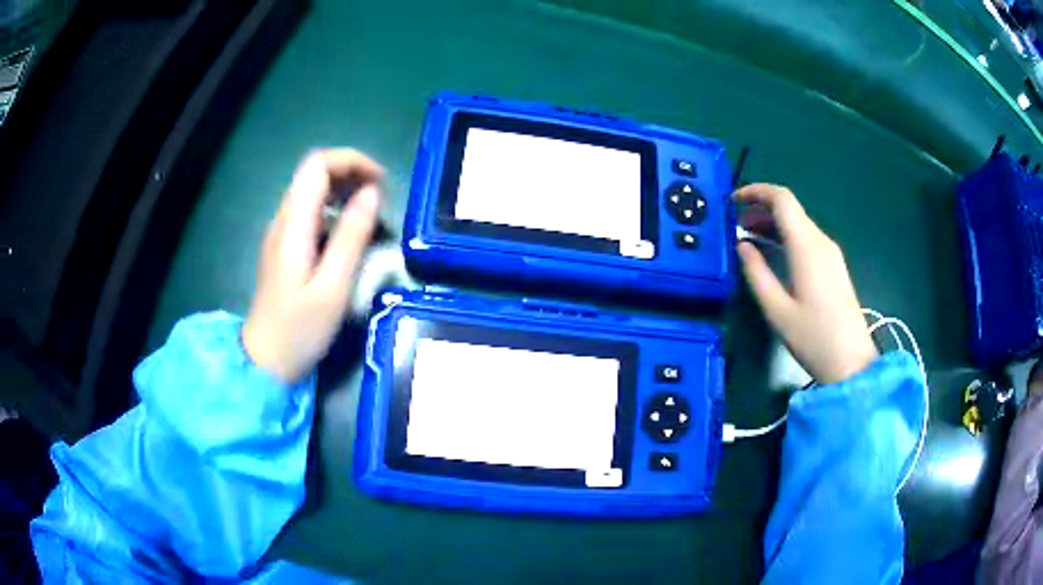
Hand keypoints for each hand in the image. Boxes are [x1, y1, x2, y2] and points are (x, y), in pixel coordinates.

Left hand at [242, 149, 382, 382]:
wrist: (266, 360)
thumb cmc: (300, 329)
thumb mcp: (333, 288)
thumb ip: (352, 237)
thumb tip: (371, 194)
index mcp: (293, 226)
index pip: (317, 165)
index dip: (351, 161)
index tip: (380, 182)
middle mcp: (283, 220)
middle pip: (313, 172)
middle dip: (350, 173)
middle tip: (381, 197)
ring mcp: (280, 233)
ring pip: (311, 190)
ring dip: (343, 190)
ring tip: (371, 213)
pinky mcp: (283, 246)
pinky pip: (309, 212)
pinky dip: (333, 209)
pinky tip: (349, 233)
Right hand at [735, 183, 876, 384]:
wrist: (852, 362)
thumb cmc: (813, 337)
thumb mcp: (777, 310)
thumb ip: (757, 272)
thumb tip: (743, 245)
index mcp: (807, 246)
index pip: (782, 199)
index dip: (756, 191)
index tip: (733, 201)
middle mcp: (821, 241)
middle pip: (790, 209)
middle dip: (760, 209)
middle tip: (736, 227)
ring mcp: (831, 253)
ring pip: (799, 223)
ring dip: (773, 224)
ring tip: (749, 241)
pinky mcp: (834, 266)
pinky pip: (807, 239)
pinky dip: (786, 237)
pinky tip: (774, 255)